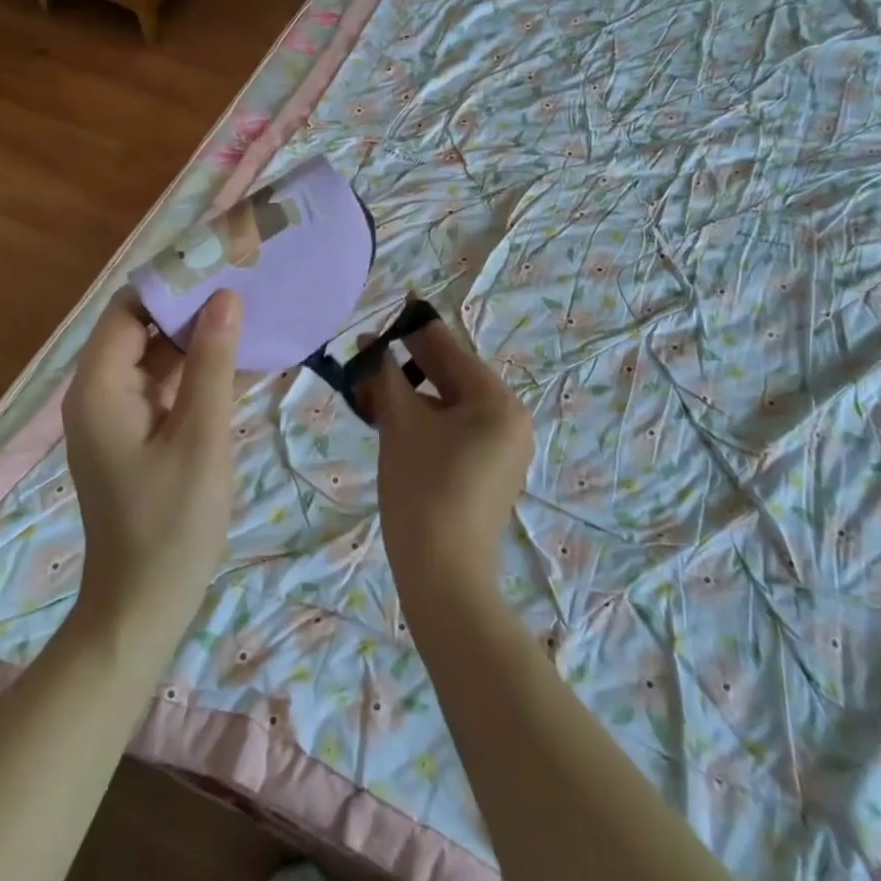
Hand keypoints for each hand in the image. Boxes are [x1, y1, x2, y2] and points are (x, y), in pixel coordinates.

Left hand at [62, 288, 242, 643]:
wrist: (144, 605)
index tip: (222, 264)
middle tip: (247, 286)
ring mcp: (117, 416)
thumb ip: (212, 364)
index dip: (172, 282)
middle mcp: (99, 393)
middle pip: (142, 330)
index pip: (130, 309)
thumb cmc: (172, 522)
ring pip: (157, 359)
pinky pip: (166, 389)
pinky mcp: (136, 436)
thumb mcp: (200, 436)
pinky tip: (244, 364)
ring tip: (253, 315)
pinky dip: (199, 375)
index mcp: (100, 387)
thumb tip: (225, 298)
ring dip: (200, 341)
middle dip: (192, 308)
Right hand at [359, 309, 534, 605]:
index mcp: (497, 402)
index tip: (396, 303)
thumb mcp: (401, 425)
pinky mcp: (487, 472)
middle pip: (452, 377)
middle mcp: (509, 419)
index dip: (416, 328)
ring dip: (411, 393)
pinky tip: (391, 417)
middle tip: (371, 349)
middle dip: (409, 363)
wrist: (443, 577)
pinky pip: (453, 430)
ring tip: (372, 387)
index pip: (450, 351)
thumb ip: (386, 377)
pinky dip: (423, 420)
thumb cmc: (423, 490)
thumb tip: (372, 344)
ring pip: (449, 405)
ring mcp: (501, 448)